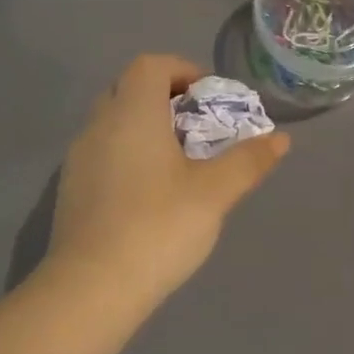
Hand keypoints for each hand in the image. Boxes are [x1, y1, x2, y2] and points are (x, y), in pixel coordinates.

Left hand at [47, 54, 290, 305]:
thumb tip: (281, 139)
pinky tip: (149, 193)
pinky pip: (102, 153)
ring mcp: (78, 158)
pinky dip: (127, 154)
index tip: (208, 95)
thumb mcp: (214, 193)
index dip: (182, 70)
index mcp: (132, 113)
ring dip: (145, 128)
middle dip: (164, 98)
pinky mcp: (71, 190)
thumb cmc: (158, 227)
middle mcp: (98, 125)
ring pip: (113, 123)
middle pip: (128, 89)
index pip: (150, 65)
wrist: (92, 287)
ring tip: (178, 161)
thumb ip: (248, 161)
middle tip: (197, 127)